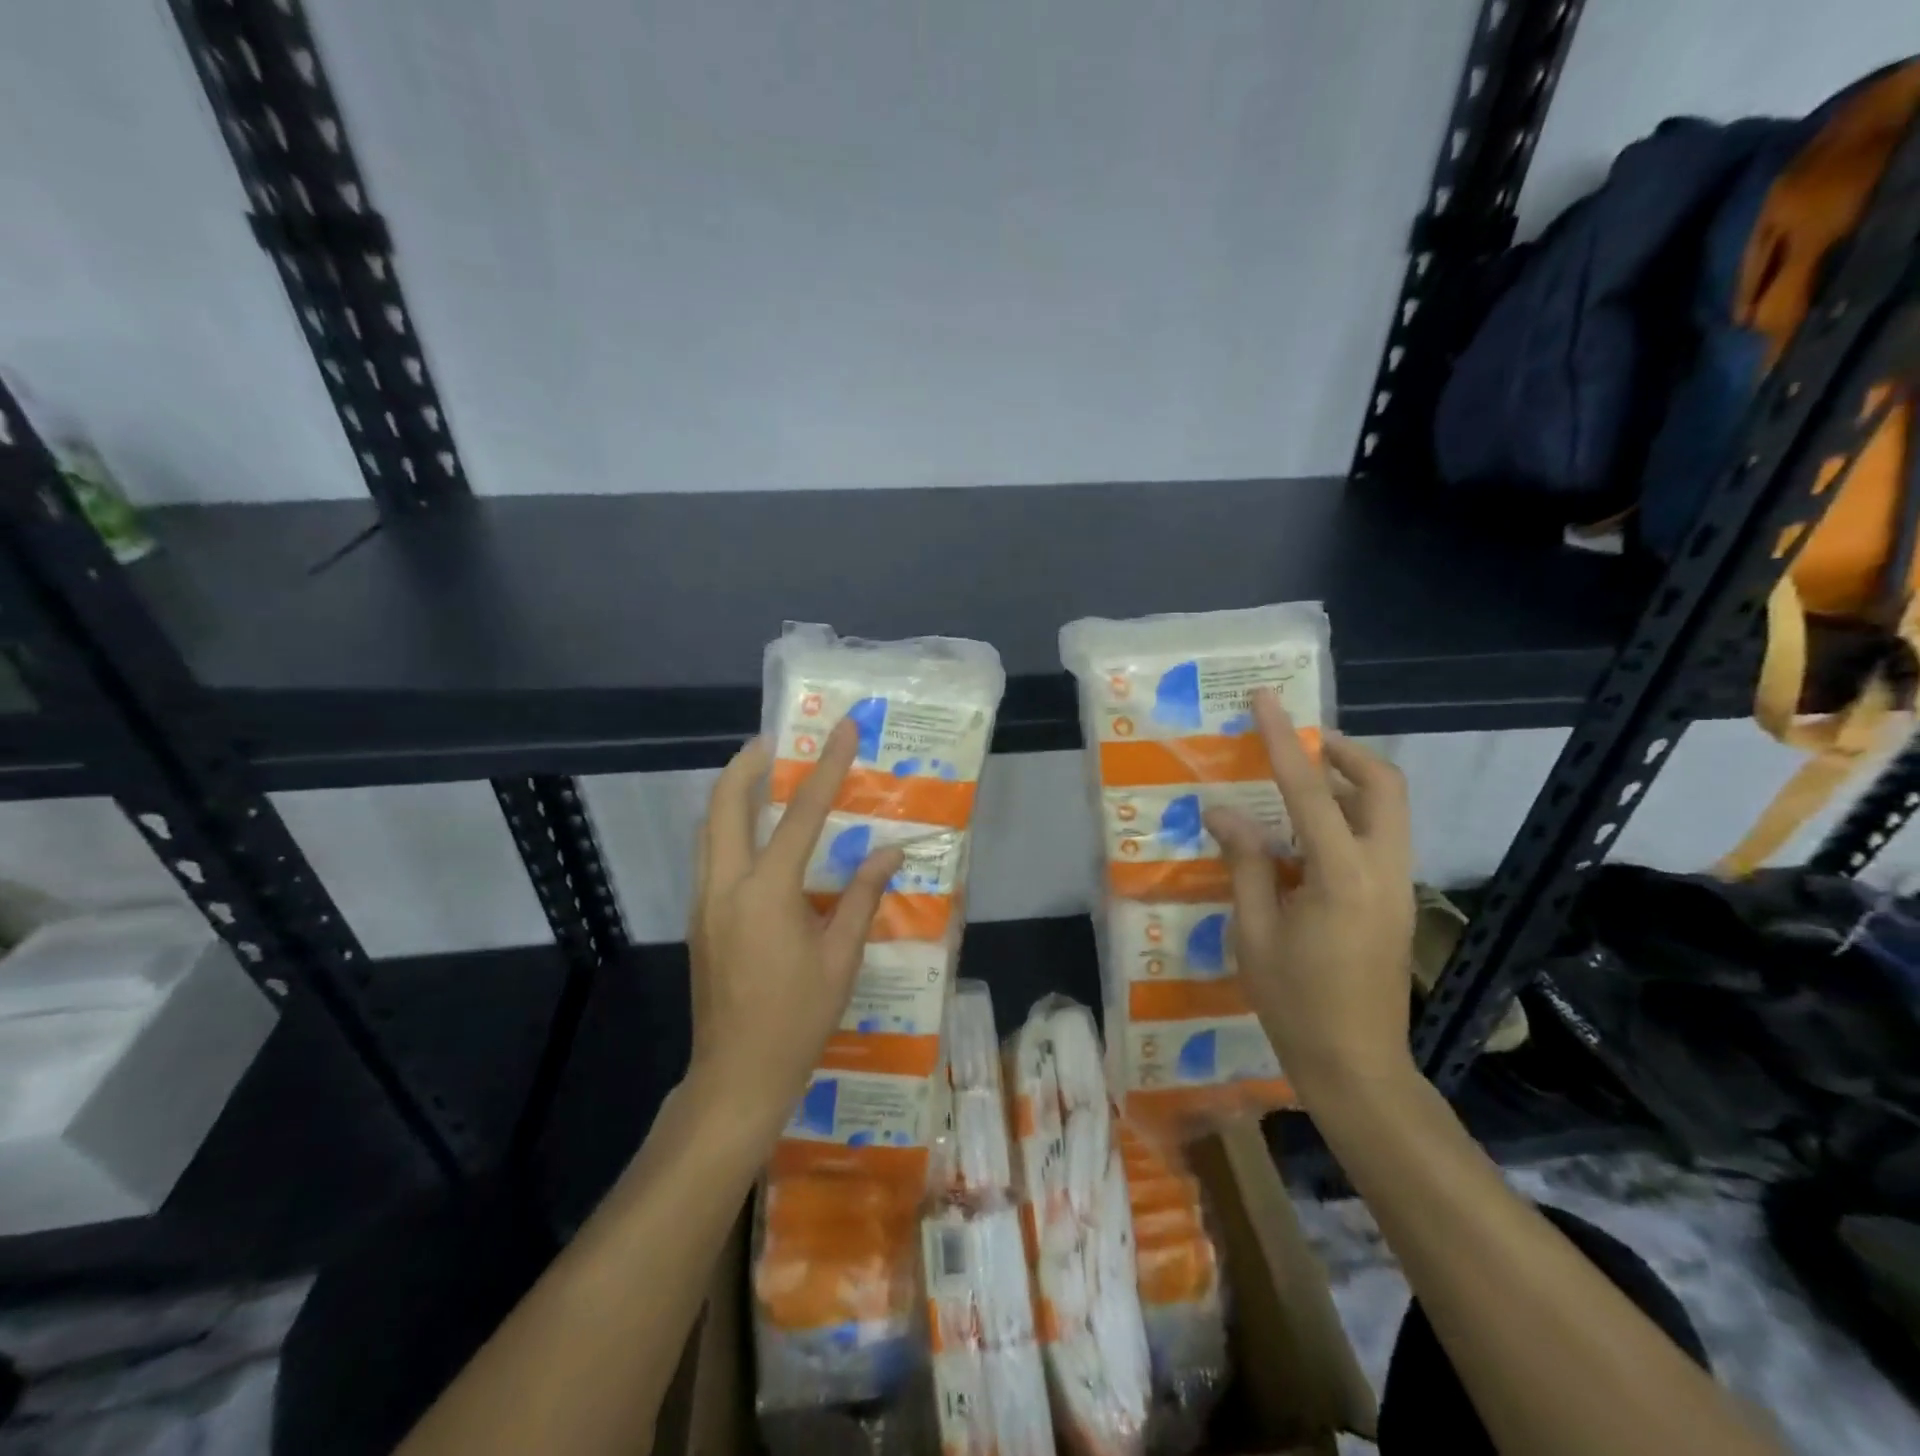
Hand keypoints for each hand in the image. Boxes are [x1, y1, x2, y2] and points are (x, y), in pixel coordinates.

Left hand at [686, 721, 903, 1136]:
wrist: (737, 1076)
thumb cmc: (798, 1019)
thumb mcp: (841, 958)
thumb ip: (862, 896)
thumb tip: (889, 852)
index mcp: (767, 892)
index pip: (801, 814)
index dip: (826, 767)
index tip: (840, 729)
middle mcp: (725, 885)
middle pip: (724, 804)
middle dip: (747, 764)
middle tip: (776, 741)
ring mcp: (704, 902)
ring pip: (708, 827)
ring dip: (732, 792)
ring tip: (763, 775)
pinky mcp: (699, 919)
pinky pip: (709, 854)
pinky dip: (728, 826)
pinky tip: (756, 835)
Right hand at [1203, 691, 1416, 1102]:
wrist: (1356, 1066)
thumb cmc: (1294, 1003)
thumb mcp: (1254, 932)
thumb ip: (1245, 863)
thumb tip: (1224, 810)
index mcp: (1342, 876)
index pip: (1311, 790)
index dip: (1284, 741)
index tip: (1265, 701)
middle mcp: (1382, 869)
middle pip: (1383, 784)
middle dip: (1342, 751)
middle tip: (1296, 743)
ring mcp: (1397, 885)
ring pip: (1387, 808)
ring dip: (1347, 781)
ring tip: (1294, 782)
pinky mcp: (1395, 900)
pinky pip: (1377, 836)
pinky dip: (1347, 814)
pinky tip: (1301, 836)